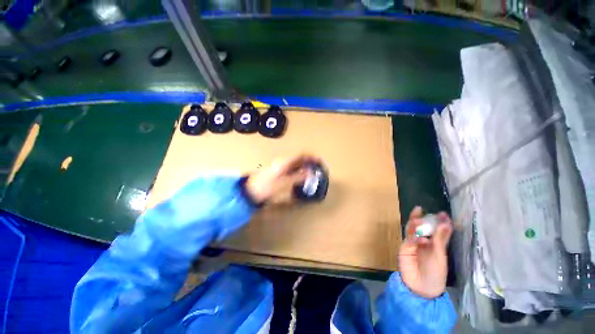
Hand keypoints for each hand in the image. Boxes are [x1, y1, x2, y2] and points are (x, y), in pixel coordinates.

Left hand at [246, 154, 321, 203]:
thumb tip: (311, 173)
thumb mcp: (284, 182)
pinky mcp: (279, 172)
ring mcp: (281, 167)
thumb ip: (298, 177)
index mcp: (285, 162)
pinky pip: (292, 169)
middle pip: (300, 159)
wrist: (251, 191)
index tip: (320, 161)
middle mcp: (283, 162)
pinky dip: (300, 171)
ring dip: (305, 167)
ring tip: (313, 173)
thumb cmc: (267, 186)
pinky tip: (302, 177)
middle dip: (310, 162)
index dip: (312, 157)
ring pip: (296, 164)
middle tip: (318, 168)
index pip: (301, 155)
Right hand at [399, 206, 452, 298]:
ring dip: (414, 225)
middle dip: (419, 218)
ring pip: (411, 231)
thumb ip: (441, 239)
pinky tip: (421, 240)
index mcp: (433, 243)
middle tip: (420, 210)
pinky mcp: (404, 249)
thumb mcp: (440, 256)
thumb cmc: (436, 273)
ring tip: (418, 220)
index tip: (442, 213)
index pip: (435, 229)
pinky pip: (408, 241)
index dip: (438, 221)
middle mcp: (422, 241)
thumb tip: (446, 222)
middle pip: (419, 226)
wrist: (422, 288)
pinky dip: (414, 239)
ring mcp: (412, 244)